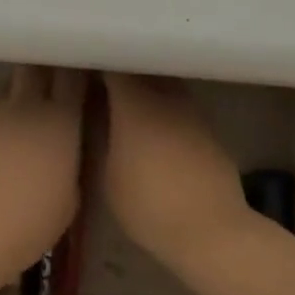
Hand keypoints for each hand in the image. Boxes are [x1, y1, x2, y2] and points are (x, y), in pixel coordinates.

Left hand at [0, 66, 86, 283]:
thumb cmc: (34, 220)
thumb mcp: (70, 195)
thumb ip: (69, 161)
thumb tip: (63, 150)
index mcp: (60, 120)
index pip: (72, 76)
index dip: (75, 73)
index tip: (79, 78)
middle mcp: (24, 106)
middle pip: (33, 69)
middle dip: (40, 73)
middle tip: (46, 89)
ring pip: (2, 89)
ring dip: (11, 97)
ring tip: (14, 120)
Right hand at [100, 73, 254, 271]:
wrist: (211, 230)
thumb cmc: (148, 205)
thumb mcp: (107, 176)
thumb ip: (99, 137)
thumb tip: (93, 114)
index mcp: (136, 104)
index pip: (115, 67)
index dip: (98, 64)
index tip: (83, 69)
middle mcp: (167, 98)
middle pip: (143, 70)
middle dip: (123, 73)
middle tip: (102, 85)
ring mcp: (193, 112)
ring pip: (165, 86)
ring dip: (147, 89)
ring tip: (127, 107)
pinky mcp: (210, 131)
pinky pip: (181, 107)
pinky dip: (166, 110)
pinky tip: (156, 132)